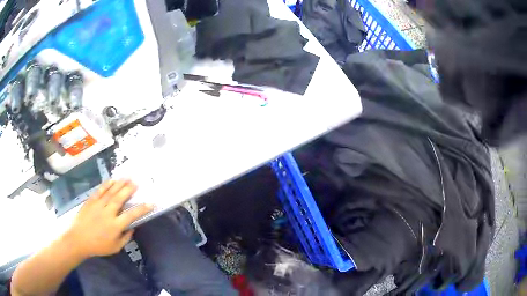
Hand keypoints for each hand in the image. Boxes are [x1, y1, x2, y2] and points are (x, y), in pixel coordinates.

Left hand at [63, 179, 153, 259]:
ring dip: (119, 184)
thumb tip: (132, 228)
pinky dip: (106, 185)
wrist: (78, 239)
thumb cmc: (98, 246)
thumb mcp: (115, 247)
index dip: (141, 209)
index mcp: (115, 226)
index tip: (150, 203)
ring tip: (127, 177)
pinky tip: (112, 180)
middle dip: (129, 190)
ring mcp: (98, 206)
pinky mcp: (90, 201)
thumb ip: (125, 238)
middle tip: (136, 182)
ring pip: (110, 192)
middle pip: (120, 199)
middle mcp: (108, 213)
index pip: (131, 215)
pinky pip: (100, 191)